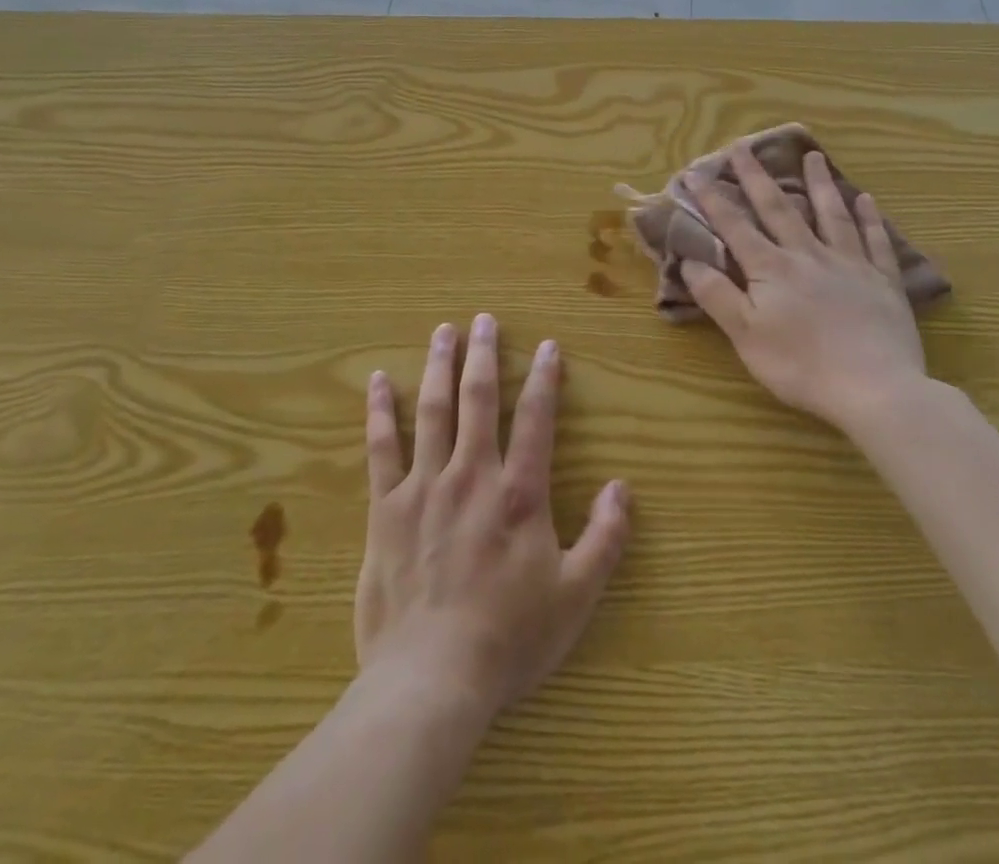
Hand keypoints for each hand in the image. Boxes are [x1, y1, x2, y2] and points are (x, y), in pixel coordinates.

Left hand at [355, 315, 630, 723]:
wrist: (431, 678)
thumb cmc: (509, 638)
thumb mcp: (575, 596)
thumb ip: (605, 538)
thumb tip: (622, 487)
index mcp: (519, 493)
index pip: (537, 419)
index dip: (545, 378)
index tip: (547, 346)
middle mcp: (472, 475)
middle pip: (479, 399)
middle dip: (483, 355)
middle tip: (483, 320)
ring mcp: (424, 487)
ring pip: (432, 411)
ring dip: (438, 367)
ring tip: (441, 332)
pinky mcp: (386, 508)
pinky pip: (381, 448)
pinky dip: (379, 412)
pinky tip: (376, 381)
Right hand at [682, 144, 933, 430]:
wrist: (875, 389)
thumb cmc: (801, 366)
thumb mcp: (745, 335)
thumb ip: (717, 295)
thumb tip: (689, 259)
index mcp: (771, 269)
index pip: (735, 226)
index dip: (713, 200)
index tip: (695, 173)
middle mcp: (808, 255)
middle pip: (779, 208)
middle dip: (757, 177)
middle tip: (744, 146)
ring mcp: (849, 264)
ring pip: (831, 214)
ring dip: (818, 184)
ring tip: (812, 156)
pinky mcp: (882, 281)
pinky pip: (875, 241)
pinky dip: (869, 218)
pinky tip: (866, 199)